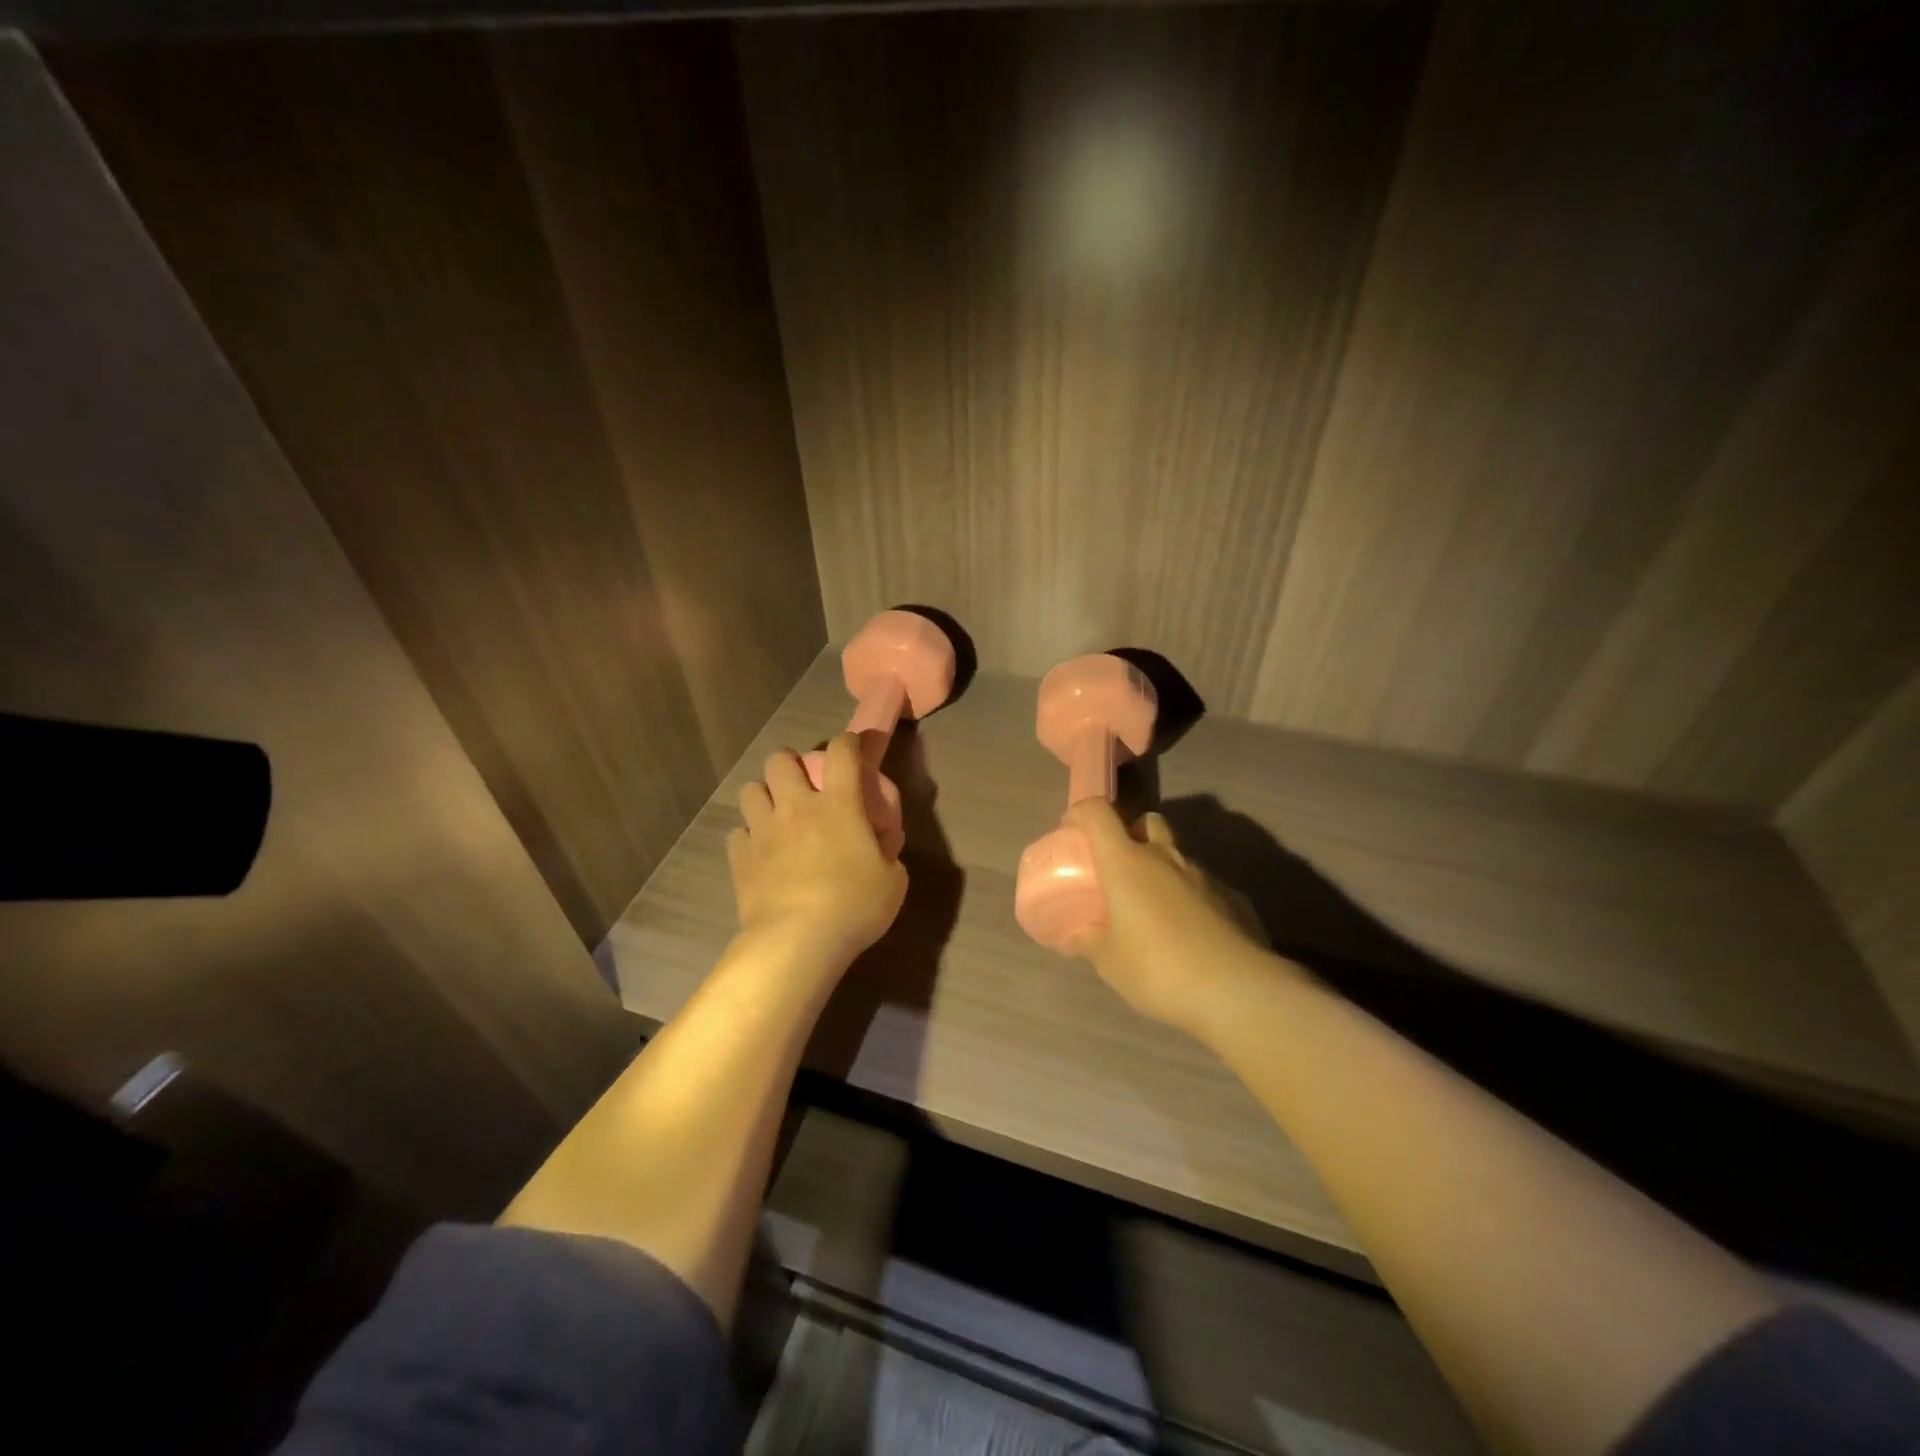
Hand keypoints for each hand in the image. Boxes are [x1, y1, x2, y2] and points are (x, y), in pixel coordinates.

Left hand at [729, 733, 908, 968]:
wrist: (796, 940)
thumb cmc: (854, 907)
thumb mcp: (893, 880)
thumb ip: (888, 852)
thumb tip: (882, 841)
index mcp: (840, 804)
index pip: (843, 752)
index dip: (850, 742)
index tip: (854, 747)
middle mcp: (797, 807)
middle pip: (780, 761)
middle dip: (790, 764)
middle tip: (802, 784)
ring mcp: (764, 830)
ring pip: (750, 790)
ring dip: (764, 795)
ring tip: (775, 814)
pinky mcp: (740, 857)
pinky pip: (738, 832)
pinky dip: (748, 837)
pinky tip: (759, 852)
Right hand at [1060, 799, 1281, 1035]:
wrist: (1238, 990)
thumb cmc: (1158, 969)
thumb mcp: (1110, 963)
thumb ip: (1088, 942)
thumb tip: (1072, 938)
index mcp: (1127, 863)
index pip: (1099, 813)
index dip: (1082, 813)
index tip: (1073, 831)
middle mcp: (1165, 857)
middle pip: (1147, 821)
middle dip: (1132, 833)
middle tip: (1120, 867)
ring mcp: (1204, 875)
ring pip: (1178, 855)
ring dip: (1163, 870)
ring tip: (1155, 911)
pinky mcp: (1234, 897)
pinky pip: (1204, 886)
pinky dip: (1191, 898)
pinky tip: (1191, 934)